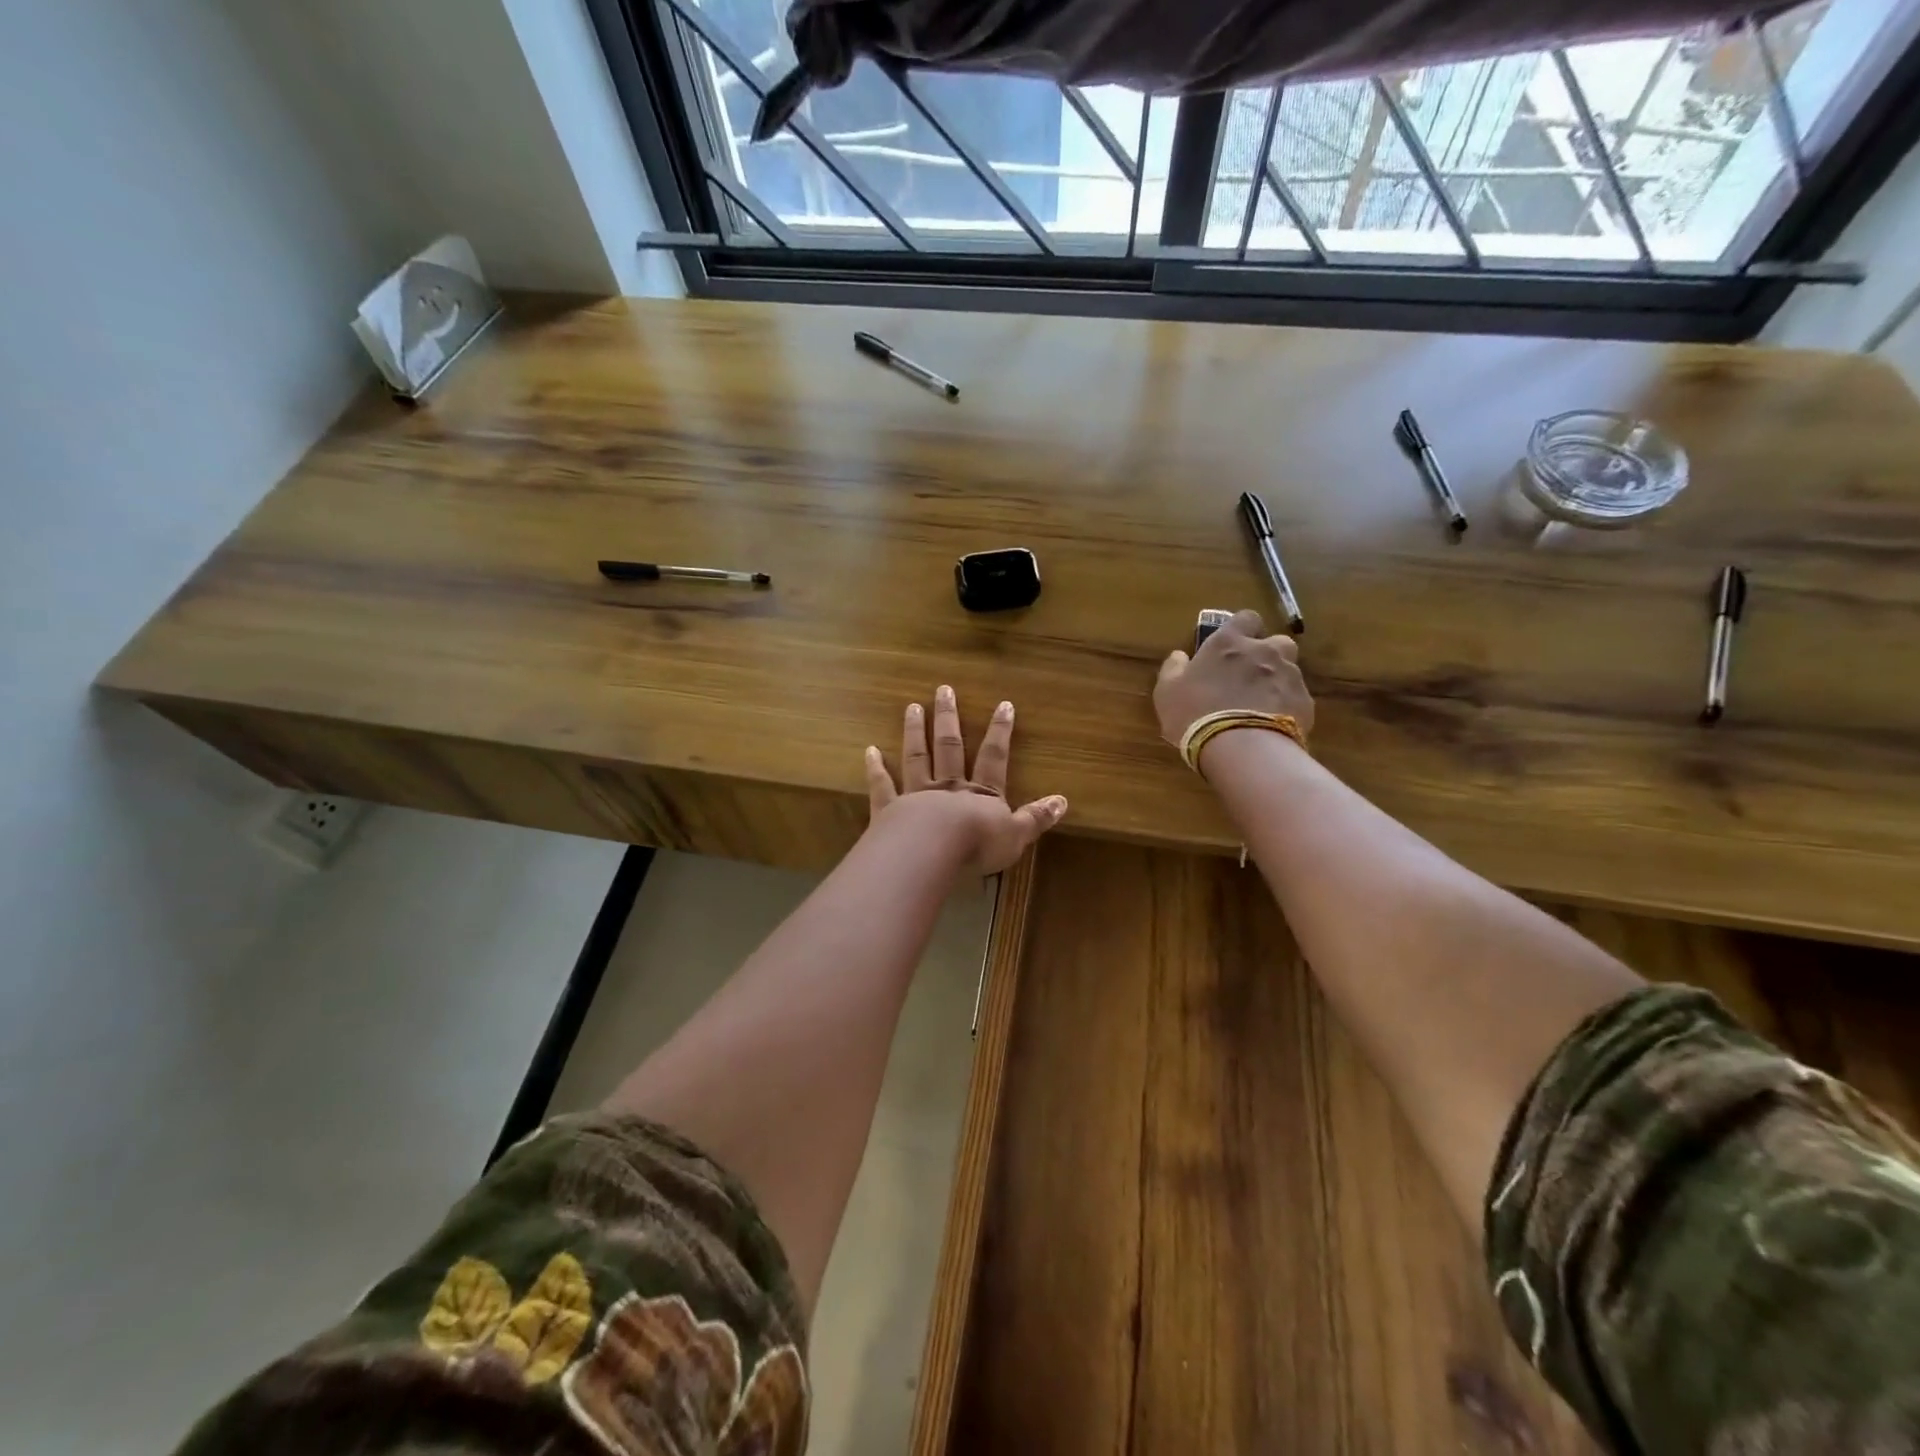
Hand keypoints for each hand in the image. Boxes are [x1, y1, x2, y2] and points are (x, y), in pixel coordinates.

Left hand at [865, 686, 1068, 875]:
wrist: (932, 851)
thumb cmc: (977, 845)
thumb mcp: (1016, 835)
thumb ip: (1036, 818)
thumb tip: (1063, 800)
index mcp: (980, 795)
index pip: (994, 757)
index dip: (1000, 732)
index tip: (1003, 704)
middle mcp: (948, 787)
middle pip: (950, 747)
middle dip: (949, 718)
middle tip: (943, 689)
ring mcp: (916, 794)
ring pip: (917, 757)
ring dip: (915, 732)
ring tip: (913, 707)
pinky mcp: (889, 809)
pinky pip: (883, 785)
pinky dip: (876, 768)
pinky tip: (870, 751)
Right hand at [1154, 609, 1314, 747]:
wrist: (1240, 748)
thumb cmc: (1195, 714)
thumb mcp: (1167, 692)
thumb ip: (1173, 669)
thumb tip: (1179, 656)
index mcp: (1228, 642)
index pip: (1246, 618)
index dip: (1242, 630)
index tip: (1233, 646)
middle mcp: (1264, 651)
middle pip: (1277, 641)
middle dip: (1268, 654)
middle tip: (1250, 677)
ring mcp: (1289, 675)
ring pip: (1290, 670)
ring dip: (1278, 681)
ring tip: (1262, 705)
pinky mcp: (1305, 701)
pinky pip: (1297, 698)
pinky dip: (1287, 707)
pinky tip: (1272, 725)